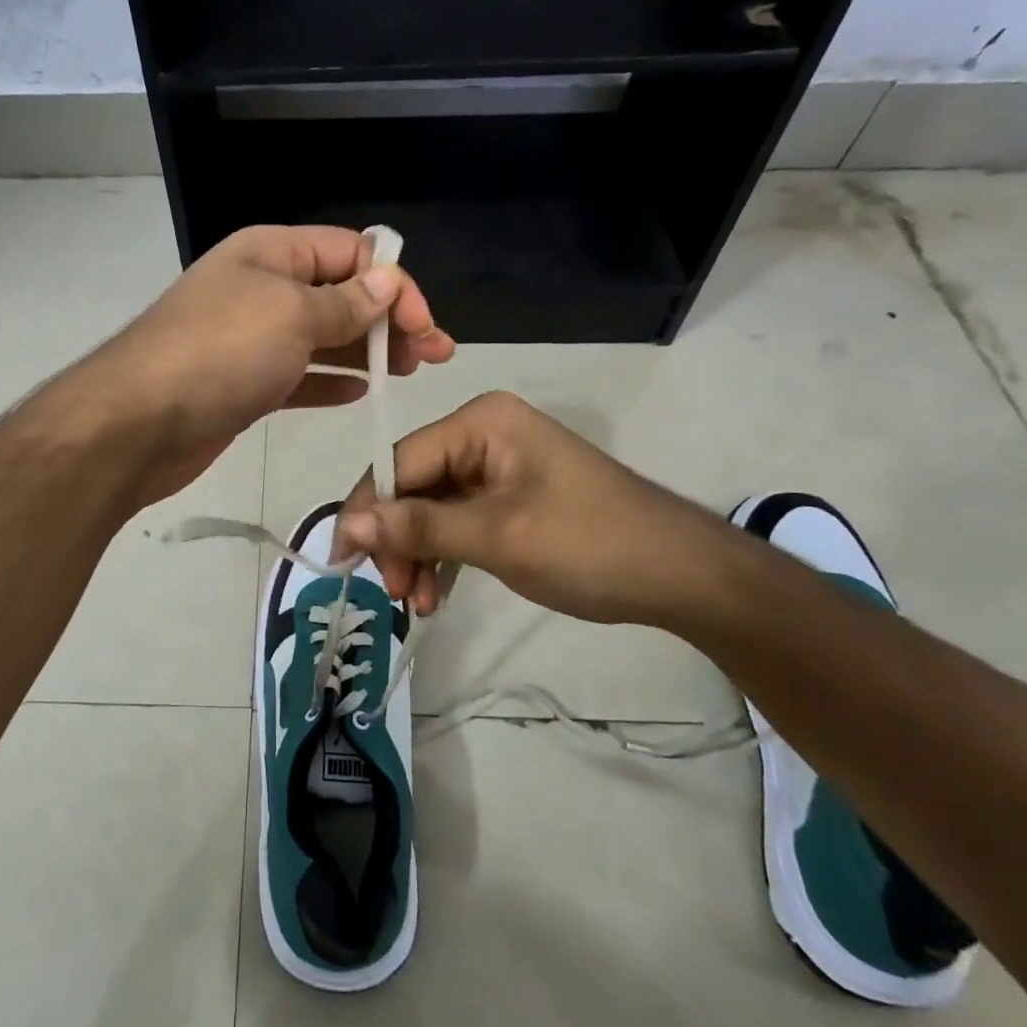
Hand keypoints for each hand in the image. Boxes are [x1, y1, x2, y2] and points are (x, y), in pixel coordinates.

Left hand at [87, 226, 454, 501]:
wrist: (137, 423)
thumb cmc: (221, 352)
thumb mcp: (293, 314)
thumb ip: (345, 302)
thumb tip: (388, 282)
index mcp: (271, 253)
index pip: (349, 252)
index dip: (393, 283)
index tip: (424, 326)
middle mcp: (262, 288)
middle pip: (340, 294)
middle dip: (389, 319)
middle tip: (432, 356)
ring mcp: (251, 339)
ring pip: (323, 337)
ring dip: (367, 350)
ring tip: (409, 372)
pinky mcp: (245, 384)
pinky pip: (300, 375)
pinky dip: (331, 380)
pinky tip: (361, 393)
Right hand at [334, 391, 740, 628]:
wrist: (682, 576)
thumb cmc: (591, 544)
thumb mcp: (499, 537)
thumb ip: (421, 527)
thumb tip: (350, 525)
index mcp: (480, 422)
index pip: (400, 460)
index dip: (368, 509)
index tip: (344, 560)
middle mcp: (483, 434)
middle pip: (412, 485)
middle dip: (397, 539)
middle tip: (393, 593)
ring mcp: (497, 466)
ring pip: (430, 508)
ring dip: (417, 554)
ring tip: (417, 604)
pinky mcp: (508, 497)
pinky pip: (457, 521)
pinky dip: (443, 556)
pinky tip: (435, 593)